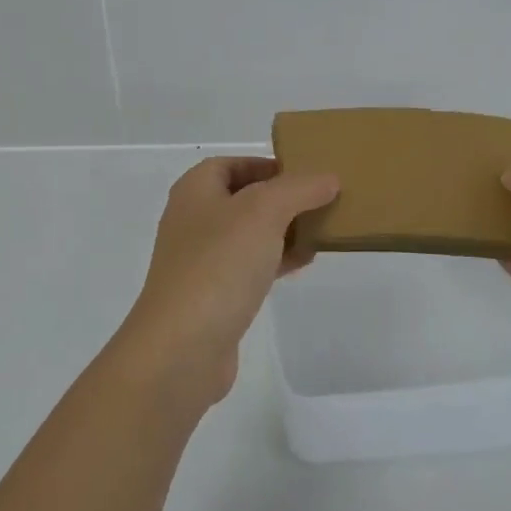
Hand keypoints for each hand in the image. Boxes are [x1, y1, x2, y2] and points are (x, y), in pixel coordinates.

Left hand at [120, 158, 339, 406]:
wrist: (183, 346)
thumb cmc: (219, 265)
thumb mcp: (263, 212)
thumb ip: (298, 189)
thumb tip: (328, 179)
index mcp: (194, 191)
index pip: (230, 164)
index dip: (265, 164)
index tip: (304, 173)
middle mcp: (193, 221)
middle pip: (242, 198)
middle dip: (281, 199)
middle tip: (320, 202)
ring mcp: (200, 261)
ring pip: (248, 235)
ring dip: (282, 231)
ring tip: (321, 231)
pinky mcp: (213, 296)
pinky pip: (248, 268)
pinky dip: (275, 261)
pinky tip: (302, 264)